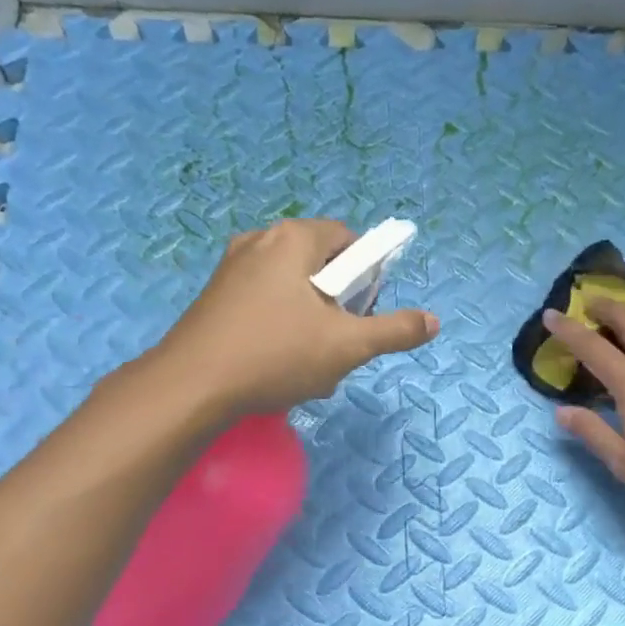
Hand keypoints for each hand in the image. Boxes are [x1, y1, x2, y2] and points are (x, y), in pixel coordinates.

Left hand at [151, 218, 437, 417]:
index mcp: (293, 239)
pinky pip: (266, 303)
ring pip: (294, 289)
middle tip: (342, 340)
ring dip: (314, 322)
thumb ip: (395, 330)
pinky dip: (283, 328)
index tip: (367, 310)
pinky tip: (280, 365)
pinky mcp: (216, 298)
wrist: (191, 387)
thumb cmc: (276, 355)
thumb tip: (433, 322)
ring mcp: (232, 269)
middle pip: (321, 264)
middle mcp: (260, 241)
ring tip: (311, 362)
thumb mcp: (348, 346)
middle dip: (340, 304)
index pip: (348, 239)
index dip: (368, 273)